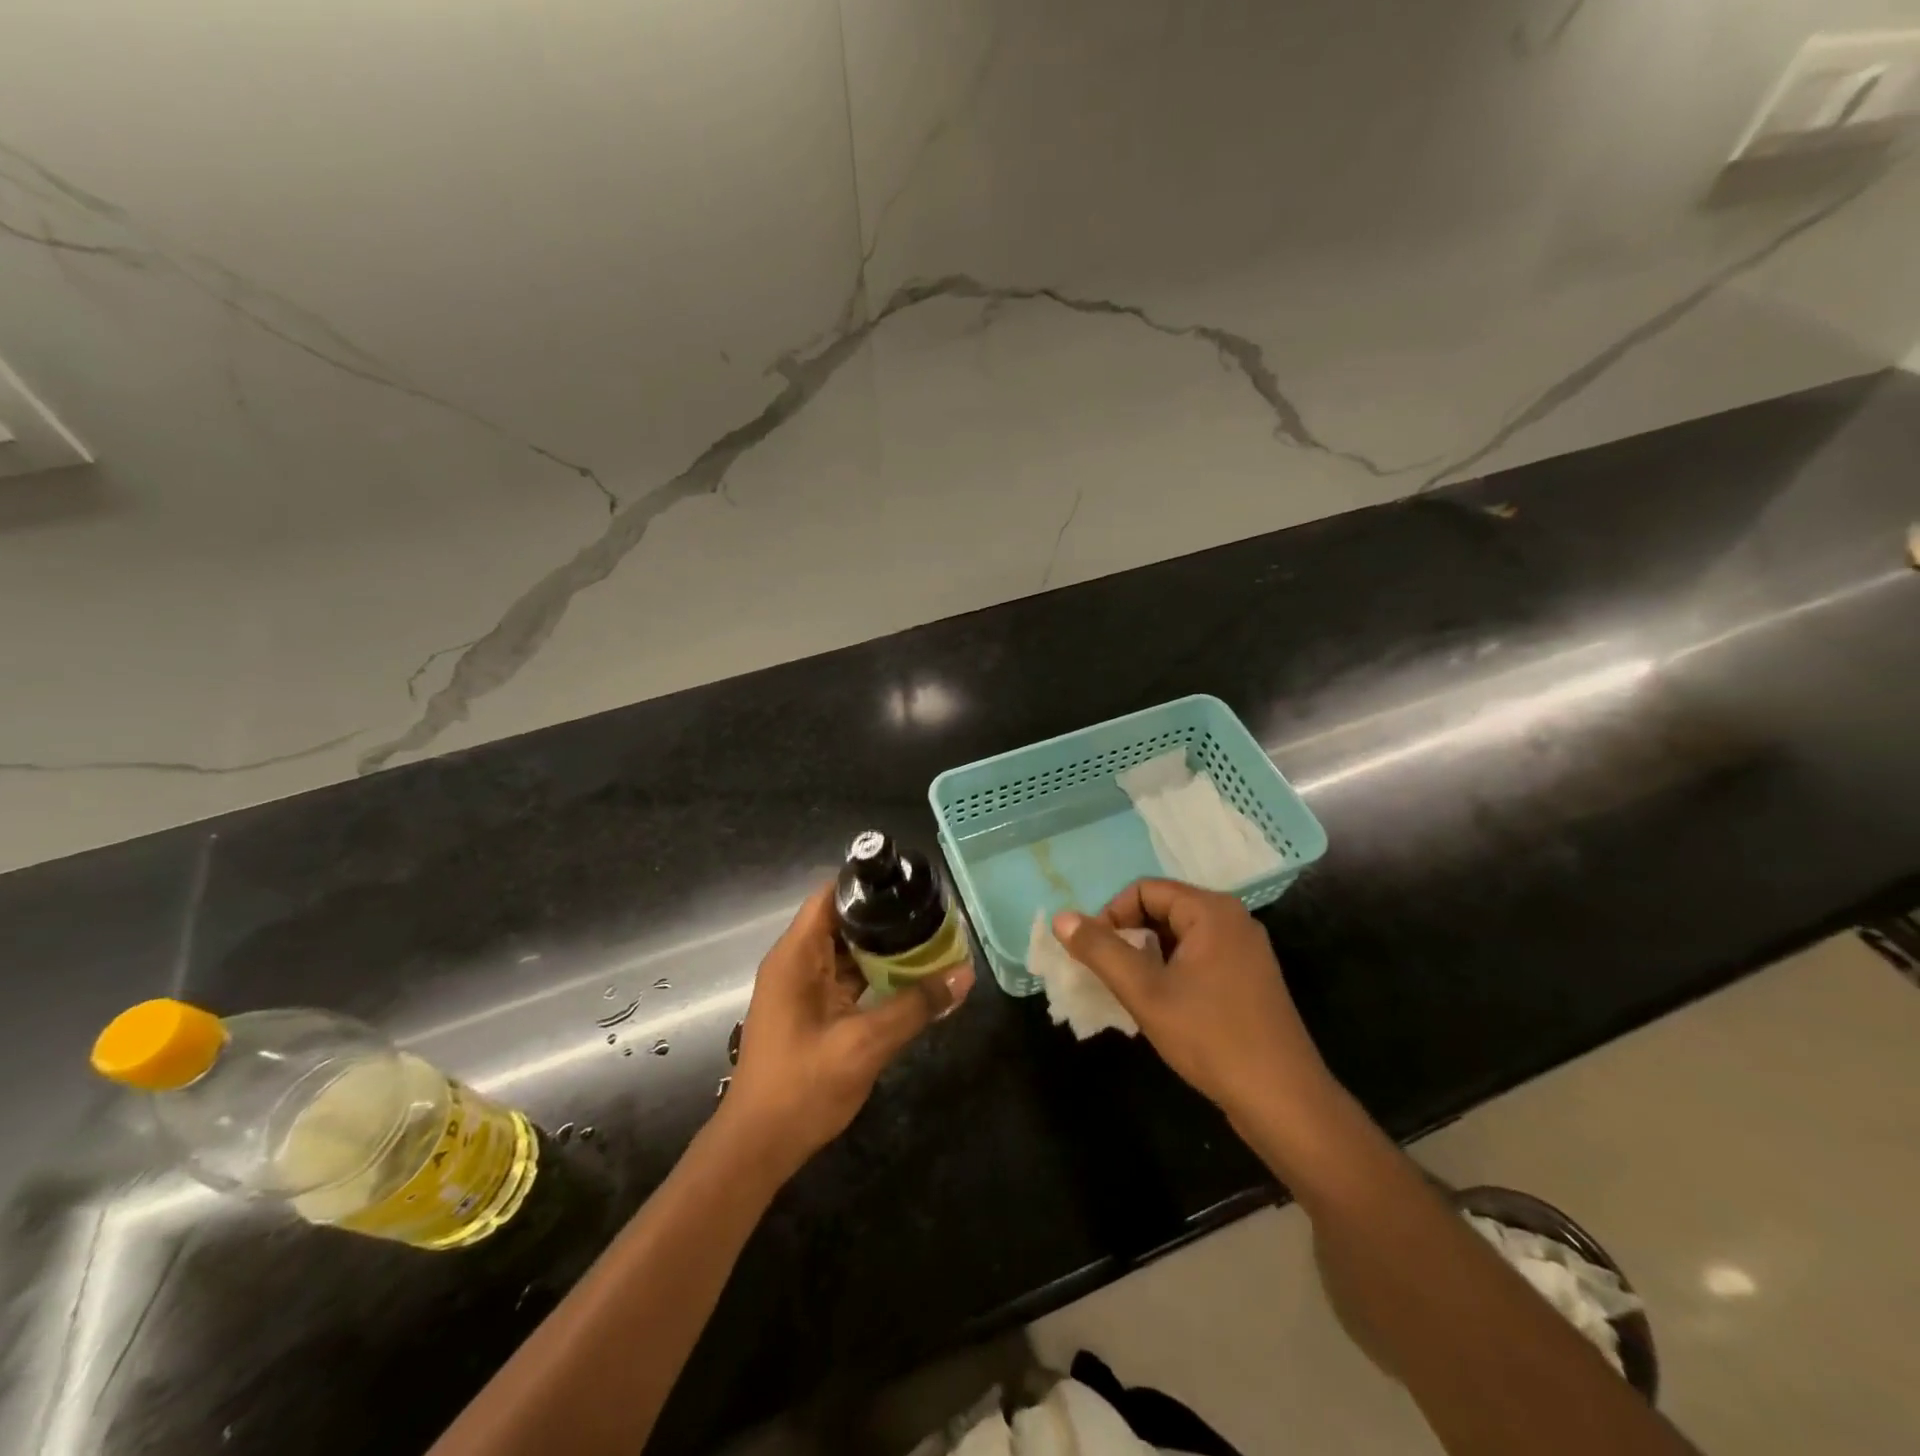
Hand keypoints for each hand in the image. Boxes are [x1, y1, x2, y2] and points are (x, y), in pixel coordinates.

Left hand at [723, 883, 973, 1177]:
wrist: (757, 1147)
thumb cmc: (802, 1087)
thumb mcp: (865, 1044)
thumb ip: (915, 1006)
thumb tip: (964, 974)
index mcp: (796, 956)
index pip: (831, 895)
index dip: (868, 884)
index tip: (909, 882)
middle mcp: (795, 962)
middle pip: (842, 920)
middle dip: (885, 916)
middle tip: (931, 912)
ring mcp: (801, 987)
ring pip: (846, 950)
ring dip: (882, 946)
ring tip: (929, 937)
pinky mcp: (809, 1010)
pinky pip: (845, 977)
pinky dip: (873, 973)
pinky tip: (908, 976)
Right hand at [1053, 879, 1334, 1126]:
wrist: (1284, 1101)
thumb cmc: (1211, 1037)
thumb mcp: (1145, 992)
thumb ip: (1101, 951)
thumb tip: (1062, 918)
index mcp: (1211, 911)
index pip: (1144, 890)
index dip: (1111, 915)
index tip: (1095, 955)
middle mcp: (1232, 919)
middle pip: (1163, 909)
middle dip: (1129, 936)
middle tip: (1110, 975)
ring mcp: (1245, 950)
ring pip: (1179, 936)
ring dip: (1148, 956)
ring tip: (1132, 992)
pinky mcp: (1250, 979)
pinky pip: (1199, 957)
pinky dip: (1172, 970)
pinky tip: (1163, 1006)